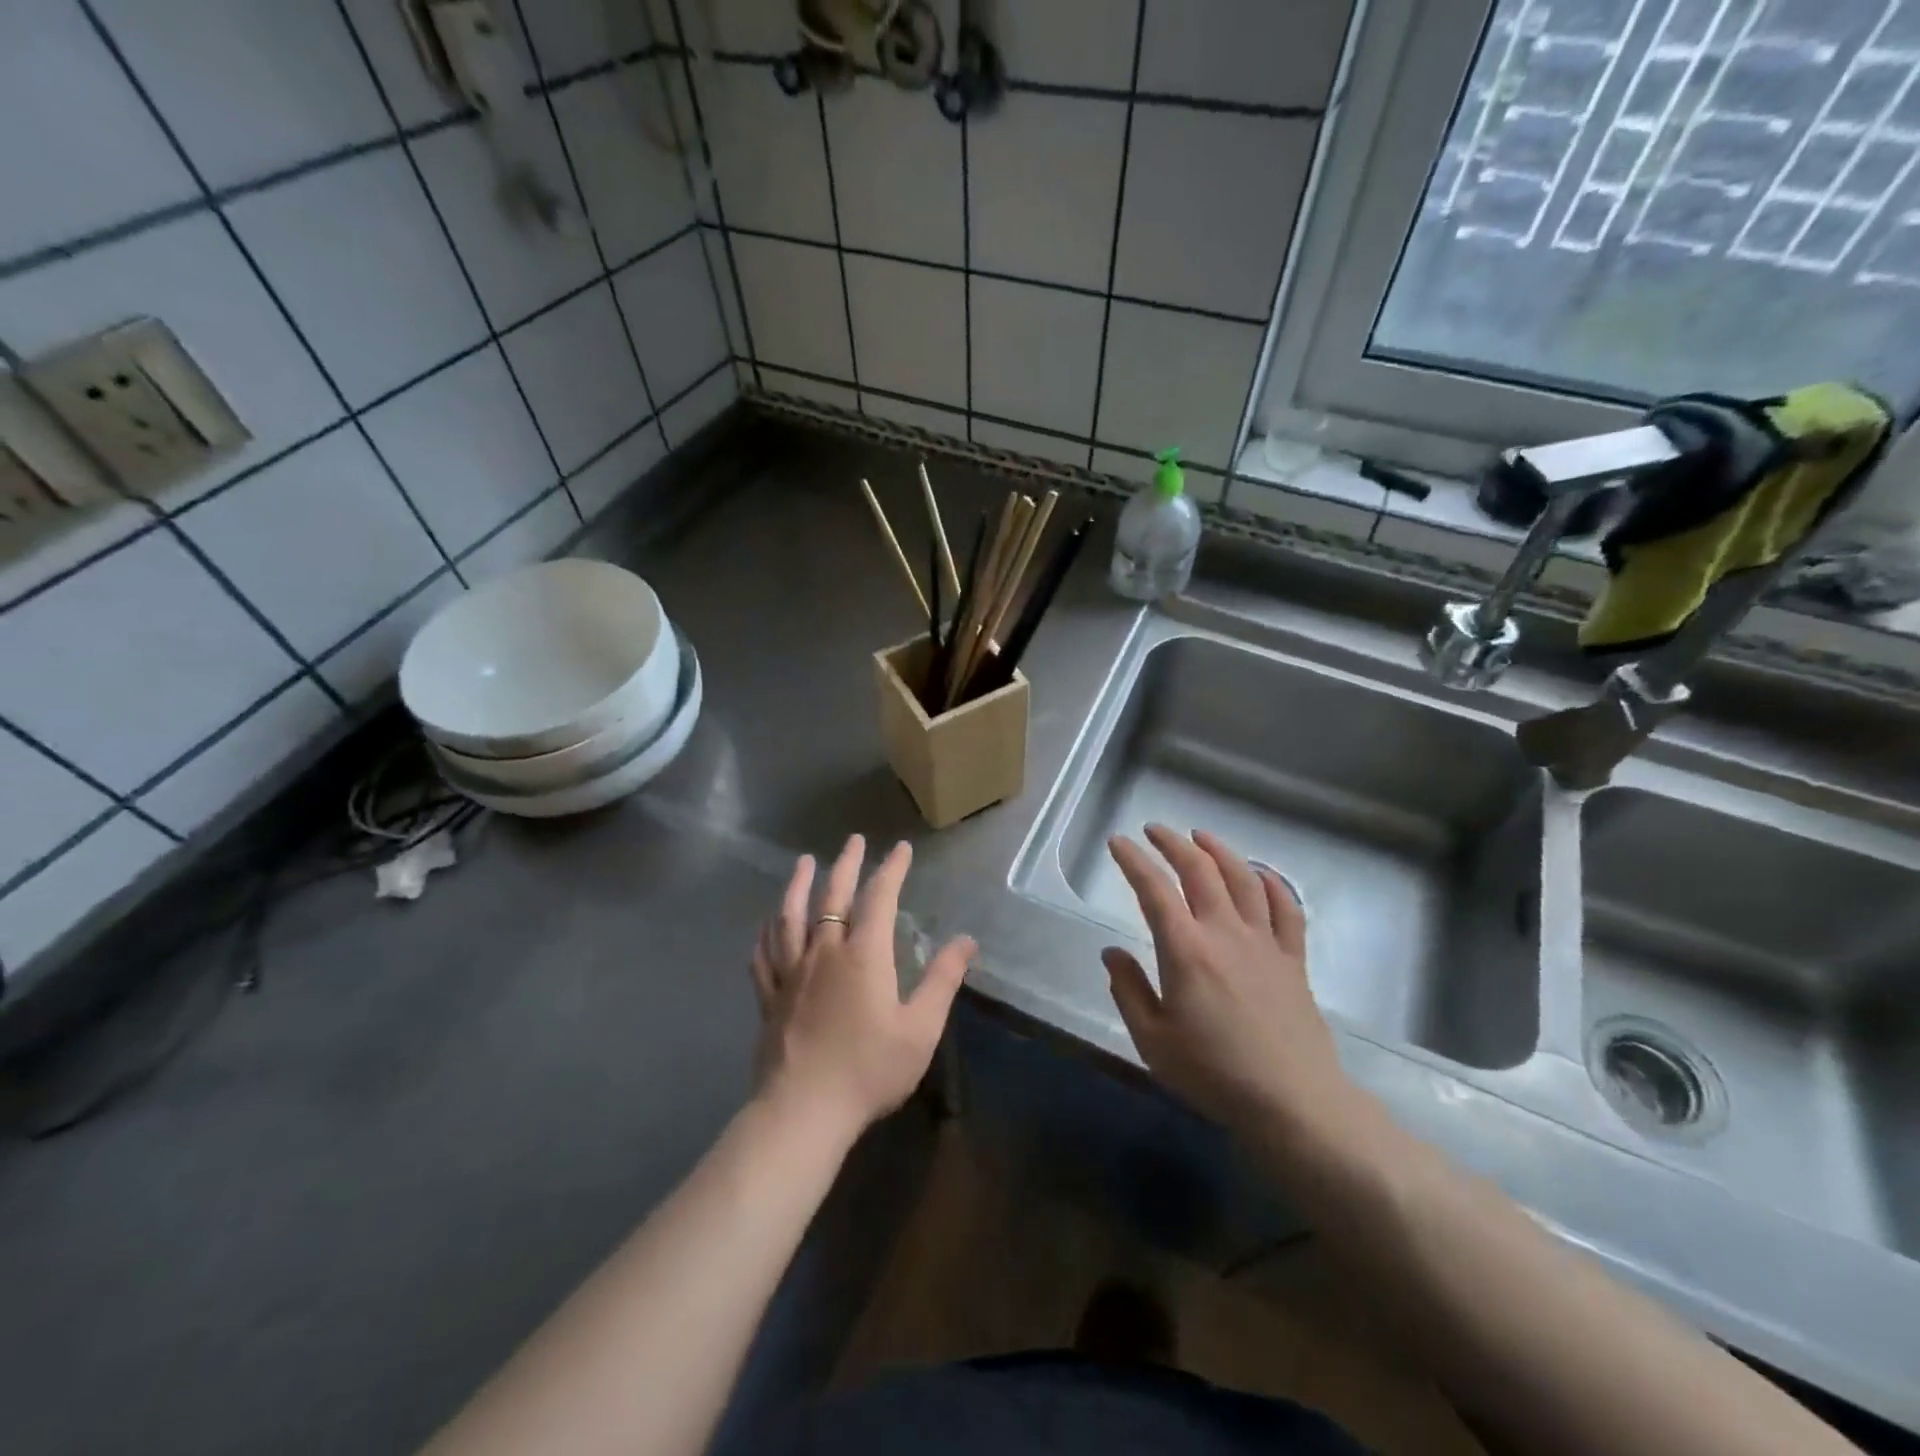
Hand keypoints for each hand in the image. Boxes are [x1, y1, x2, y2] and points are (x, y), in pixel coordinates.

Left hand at [750, 835, 974, 1139]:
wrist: (804, 1112)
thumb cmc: (869, 1070)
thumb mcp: (920, 1028)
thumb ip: (943, 980)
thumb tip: (967, 940)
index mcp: (863, 955)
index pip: (879, 898)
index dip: (891, 869)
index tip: (900, 848)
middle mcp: (824, 952)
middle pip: (833, 896)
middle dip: (846, 864)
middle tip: (854, 840)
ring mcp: (791, 973)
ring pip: (791, 916)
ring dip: (799, 885)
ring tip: (804, 862)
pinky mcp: (769, 997)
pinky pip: (764, 954)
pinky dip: (766, 932)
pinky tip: (767, 922)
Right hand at [1102, 826, 1355, 1137]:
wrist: (1293, 1103)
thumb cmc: (1214, 1074)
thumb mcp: (1152, 1041)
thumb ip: (1128, 990)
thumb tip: (1111, 953)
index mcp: (1186, 951)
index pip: (1154, 890)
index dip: (1133, 861)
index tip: (1117, 842)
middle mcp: (1225, 933)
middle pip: (1200, 871)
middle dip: (1173, 843)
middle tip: (1154, 831)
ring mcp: (1264, 943)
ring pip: (1244, 879)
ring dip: (1219, 851)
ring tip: (1201, 837)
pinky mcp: (1293, 960)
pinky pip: (1287, 910)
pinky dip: (1273, 884)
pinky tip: (1261, 874)